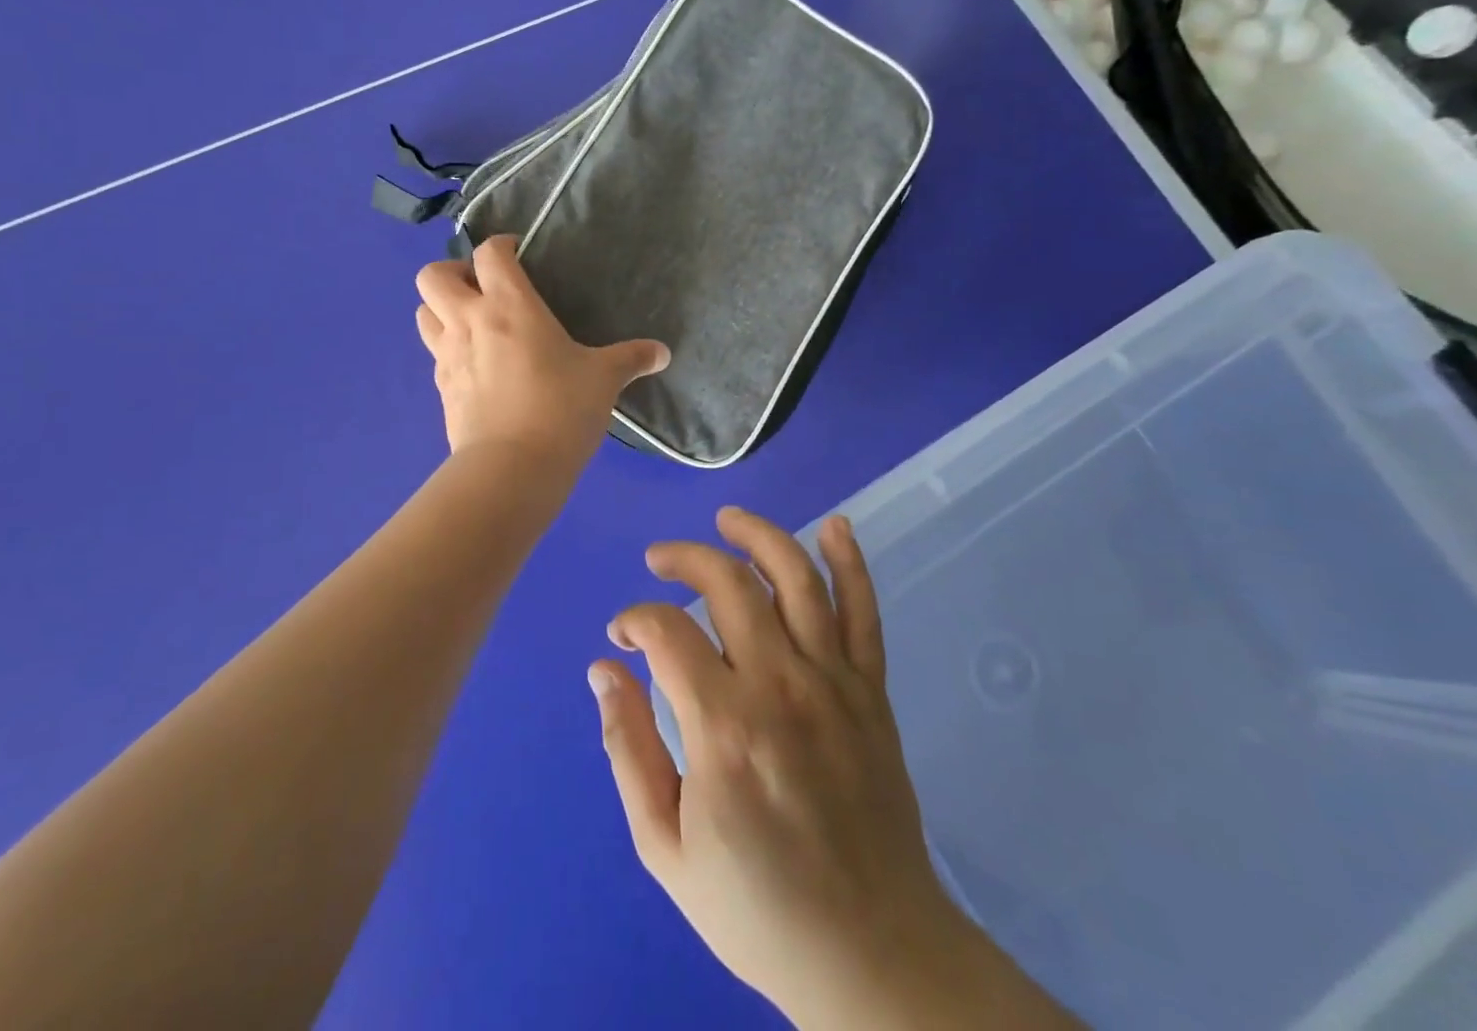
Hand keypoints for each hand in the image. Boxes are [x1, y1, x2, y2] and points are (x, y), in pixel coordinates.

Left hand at [414, 235, 668, 467]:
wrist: (512, 468)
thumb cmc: (561, 409)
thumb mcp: (604, 379)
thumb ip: (631, 359)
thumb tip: (662, 353)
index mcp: (509, 305)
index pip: (490, 253)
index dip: (500, 245)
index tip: (518, 253)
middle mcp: (469, 321)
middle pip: (432, 274)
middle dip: (452, 272)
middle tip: (482, 289)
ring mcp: (448, 355)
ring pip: (423, 312)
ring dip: (442, 308)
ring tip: (473, 322)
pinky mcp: (441, 388)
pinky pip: (434, 353)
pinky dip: (448, 347)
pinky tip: (477, 365)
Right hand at [589, 509, 1079, 1030]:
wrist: (872, 957)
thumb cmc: (757, 908)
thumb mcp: (664, 848)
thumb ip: (628, 749)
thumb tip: (603, 669)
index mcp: (723, 727)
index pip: (667, 631)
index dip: (635, 618)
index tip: (624, 634)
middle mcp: (780, 685)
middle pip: (727, 583)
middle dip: (684, 557)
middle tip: (659, 560)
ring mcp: (833, 682)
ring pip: (795, 578)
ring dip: (758, 535)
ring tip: (726, 519)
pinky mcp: (871, 691)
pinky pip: (864, 611)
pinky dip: (850, 562)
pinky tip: (834, 526)